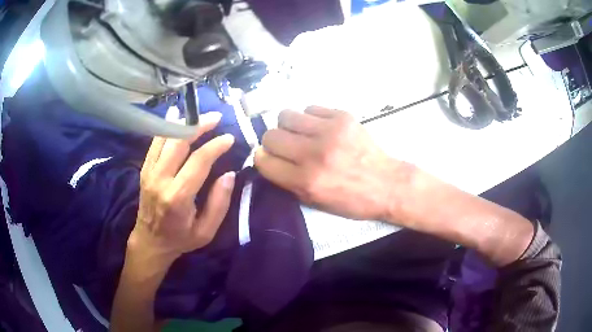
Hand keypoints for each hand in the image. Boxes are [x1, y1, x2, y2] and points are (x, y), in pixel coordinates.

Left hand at [129, 112, 235, 267]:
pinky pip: (155, 142)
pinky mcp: (144, 169)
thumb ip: (219, 203)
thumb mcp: (206, 231)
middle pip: (179, 142)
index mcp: (178, 197)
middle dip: (199, 125)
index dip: (215, 146)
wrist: (150, 242)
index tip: (229, 138)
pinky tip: (176, 115)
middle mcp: (160, 180)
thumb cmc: (180, 239)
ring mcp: (149, 172)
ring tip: (198, 114)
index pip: (198, 161)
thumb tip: (229, 174)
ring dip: (183, 122)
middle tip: (215, 117)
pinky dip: (165, 126)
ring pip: (165, 137)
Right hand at [255, 107, 407, 220]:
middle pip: (271, 136)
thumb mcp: (315, 202)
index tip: (270, 159)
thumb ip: (287, 181)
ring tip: (302, 134)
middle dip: (273, 143)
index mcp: (306, 181)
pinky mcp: (343, 117)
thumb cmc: (352, 200)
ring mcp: (329, 131)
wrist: (387, 184)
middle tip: (287, 147)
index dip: (263, 160)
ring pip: (285, 115)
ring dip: (288, 126)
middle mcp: (314, 154)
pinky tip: (320, 128)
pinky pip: (310, 108)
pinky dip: (310, 118)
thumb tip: (266, 158)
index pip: (263, 161)